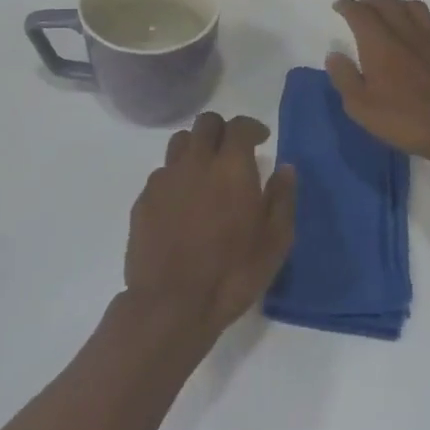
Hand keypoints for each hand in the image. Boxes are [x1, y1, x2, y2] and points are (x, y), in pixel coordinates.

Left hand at [124, 113, 296, 341]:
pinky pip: (161, 174)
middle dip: (221, 130)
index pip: (239, 126)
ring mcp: (165, 179)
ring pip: (179, 142)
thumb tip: (285, 169)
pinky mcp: (144, 200)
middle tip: (231, 151)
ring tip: (205, 172)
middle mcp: (196, 162)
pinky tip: (182, 203)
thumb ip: (282, 199)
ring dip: (195, 147)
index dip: (251, 127)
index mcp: (231, 166)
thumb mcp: (275, 242)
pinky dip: (176, 177)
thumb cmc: (232, 273)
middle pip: (206, 123)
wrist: (171, 306)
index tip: (260, 139)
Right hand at [326, 0, 429, 173]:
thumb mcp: (361, 107)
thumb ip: (344, 77)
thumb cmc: (404, 118)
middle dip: (370, 2)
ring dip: (398, 6)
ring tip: (392, 15)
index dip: (346, 6)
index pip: (359, 12)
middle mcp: (405, 31)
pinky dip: (427, 24)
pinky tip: (425, 33)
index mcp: (379, 42)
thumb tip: (334, 55)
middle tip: (361, 10)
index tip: (339, 6)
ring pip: (414, 7)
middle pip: (386, 3)